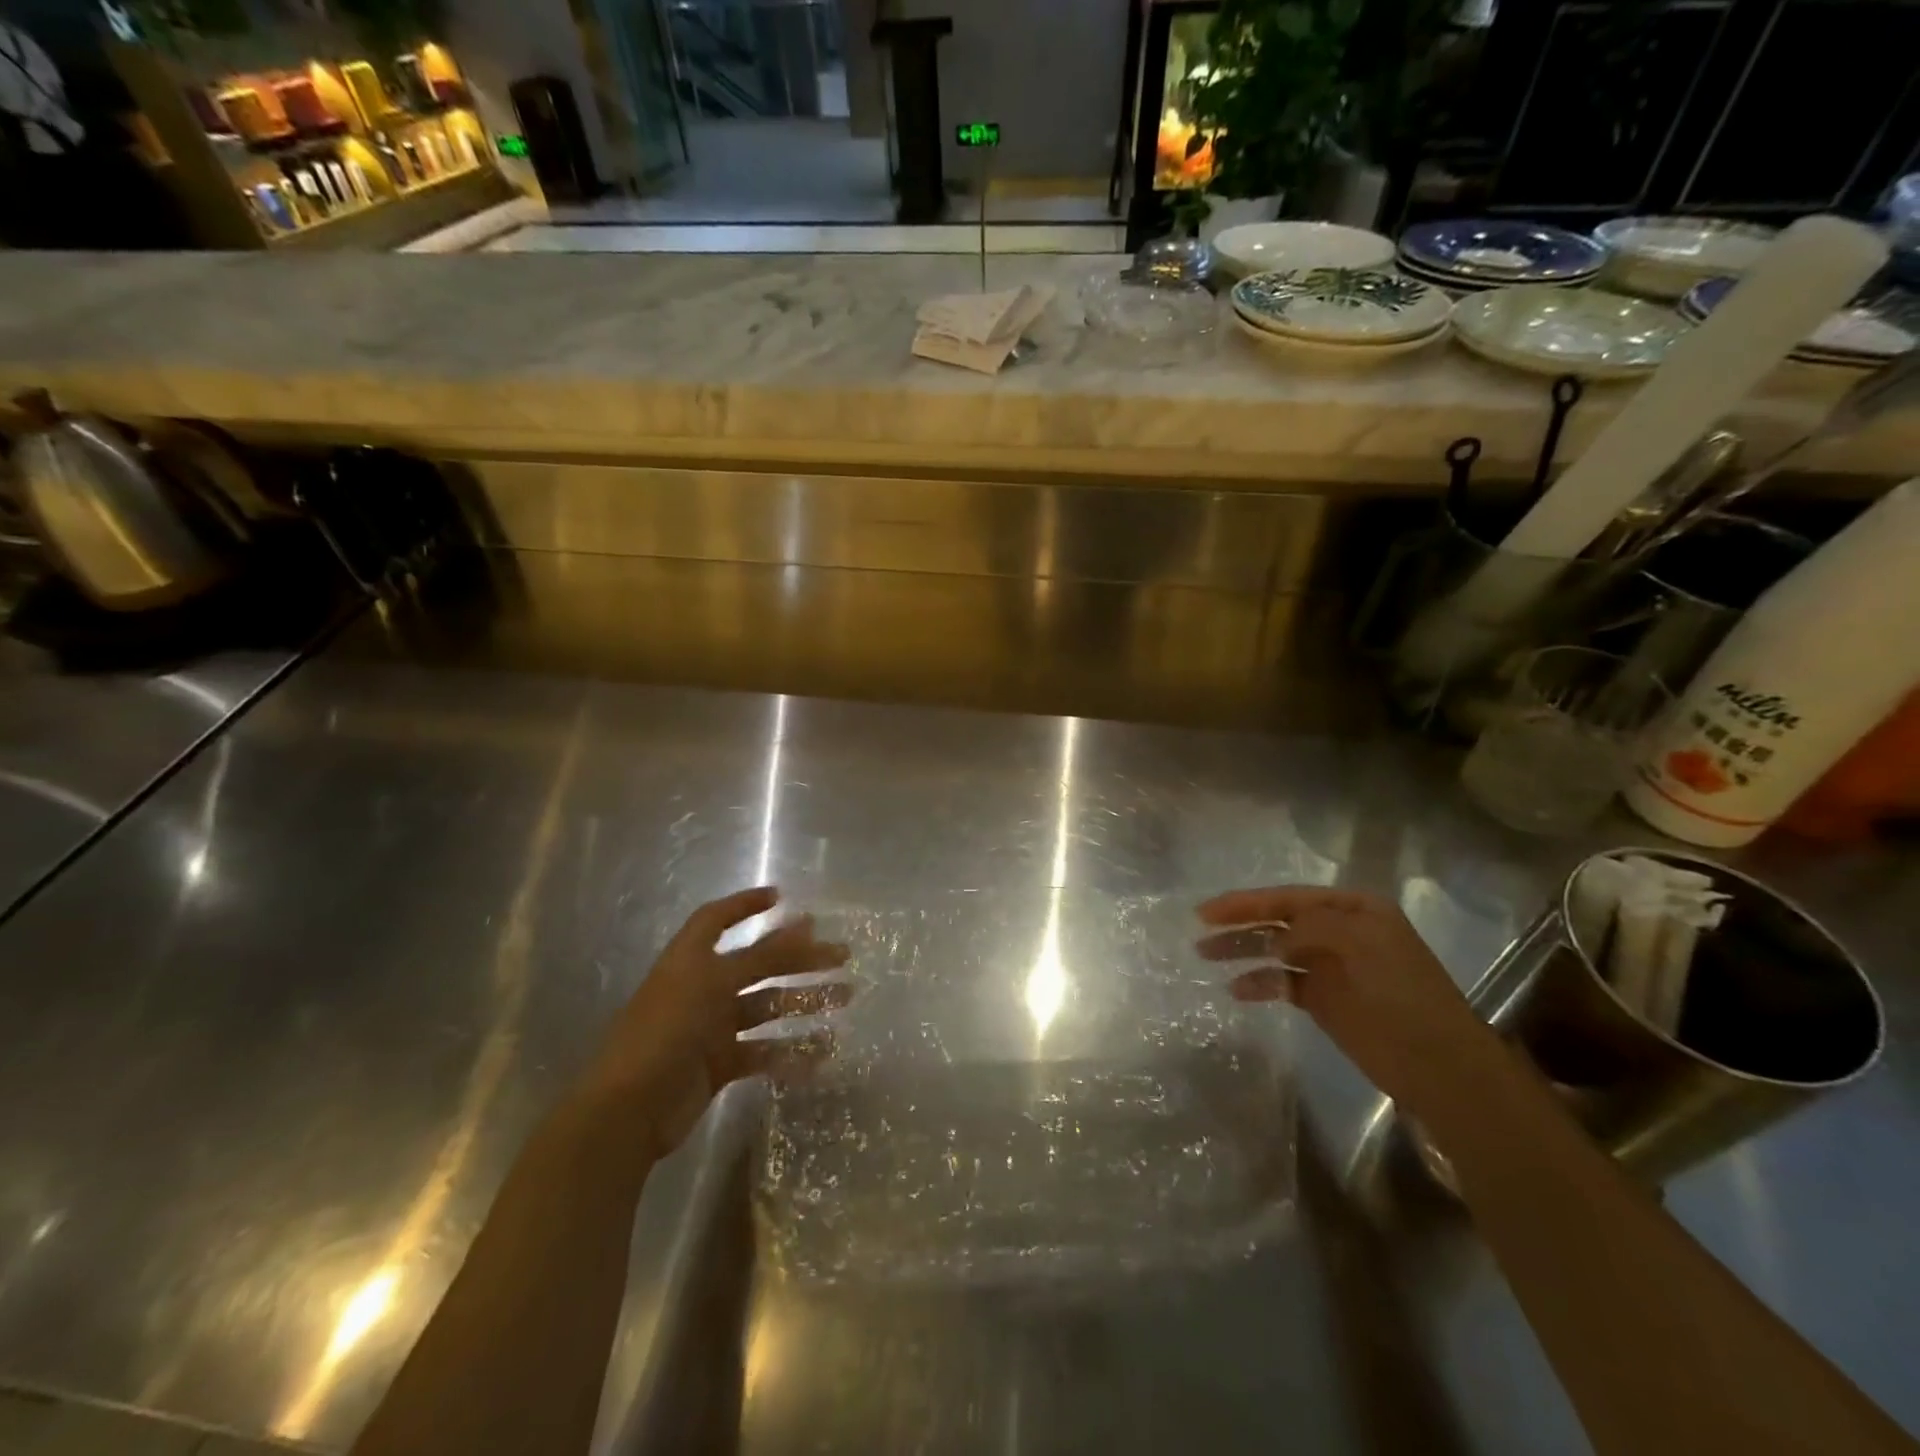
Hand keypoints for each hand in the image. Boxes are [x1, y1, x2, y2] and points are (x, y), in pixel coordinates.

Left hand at [576, 887, 850, 1159]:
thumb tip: (807, 923)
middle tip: (842, 955)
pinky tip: (821, 1053)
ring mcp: (710, 1028)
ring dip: (804, 1001)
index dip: (745, 904)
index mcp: (690, 960)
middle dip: (800, 957)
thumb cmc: (666, 1030)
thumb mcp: (714, 982)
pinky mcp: (718, 1064)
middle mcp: (701, 987)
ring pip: (767, 1006)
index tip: (782, 897)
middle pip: (758, 963)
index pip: (716, 919)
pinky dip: (790, 1051)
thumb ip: (763, 955)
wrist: (628, 1111)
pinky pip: (762, 1051)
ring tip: (845, 997)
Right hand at [1196, 886, 1491, 1107]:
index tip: (1208, 911)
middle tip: (1200, 929)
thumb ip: (1312, 928)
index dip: (1246, 901)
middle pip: (1277, 919)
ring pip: (1275, 950)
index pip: (1288, 897)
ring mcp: (1330, 965)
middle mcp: (1339, 930)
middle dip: (1239, 923)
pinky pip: (1283, 983)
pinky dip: (1259, 983)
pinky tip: (1236, 989)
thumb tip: (1275, 939)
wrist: (1439, 1066)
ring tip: (1205, 954)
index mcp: (1354, 909)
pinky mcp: (1324, 999)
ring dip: (1242, 951)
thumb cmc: (1402, 996)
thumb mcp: (1361, 946)